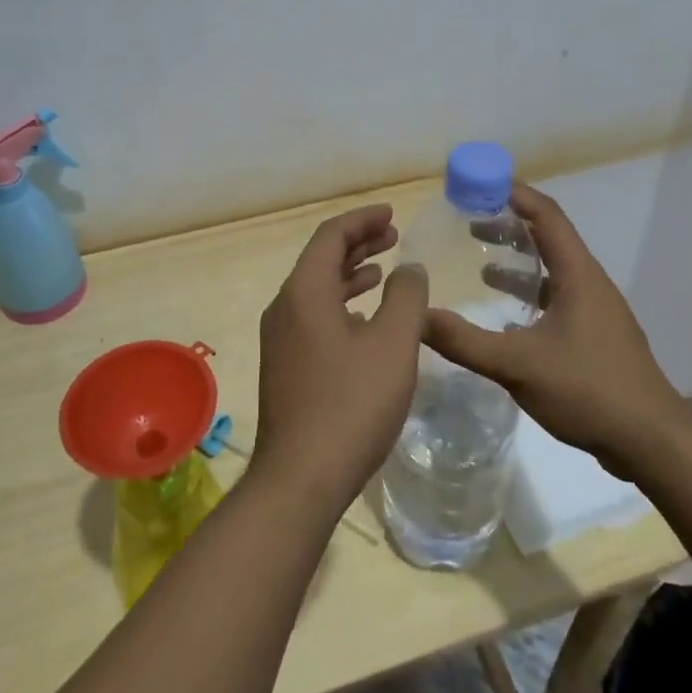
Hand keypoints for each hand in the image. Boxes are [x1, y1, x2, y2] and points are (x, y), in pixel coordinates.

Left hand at [253, 204, 428, 512]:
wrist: (301, 477)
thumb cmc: (351, 404)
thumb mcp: (393, 345)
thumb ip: (406, 297)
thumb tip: (409, 268)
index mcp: (304, 292)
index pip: (330, 236)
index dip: (362, 220)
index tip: (391, 215)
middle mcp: (285, 308)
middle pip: (322, 259)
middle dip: (358, 244)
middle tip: (393, 236)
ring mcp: (282, 339)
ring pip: (318, 290)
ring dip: (351, 274)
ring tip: (385, 270)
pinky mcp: (287, 366)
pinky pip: (315, 317)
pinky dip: (343, 305)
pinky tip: (366, 320)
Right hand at [424, 184, 690, 469]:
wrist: (652, 443)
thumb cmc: (589, 389)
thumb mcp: (517, 364)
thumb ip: (464, 340)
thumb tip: (416, 317)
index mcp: (578, 275)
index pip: (546, 215)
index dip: (514, 193)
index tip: (478, 184)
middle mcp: (589, 284)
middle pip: (548, 239)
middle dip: (509, 227)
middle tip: (469, 223)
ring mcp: (596, 312)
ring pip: (553, 272)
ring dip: (519, 263)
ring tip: (480, 266)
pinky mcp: (596, 338)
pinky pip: (557, 300)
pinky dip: (529, 295)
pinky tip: (505, 319)